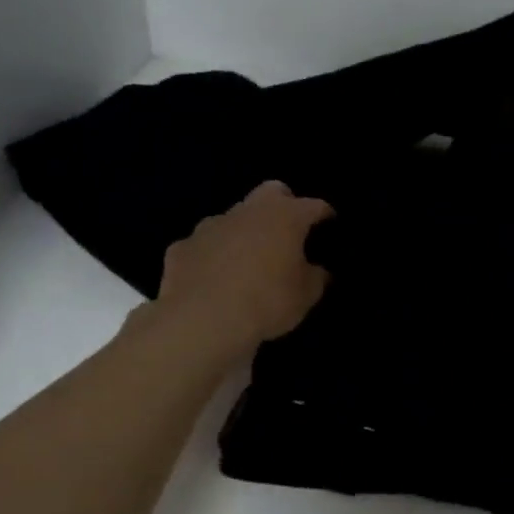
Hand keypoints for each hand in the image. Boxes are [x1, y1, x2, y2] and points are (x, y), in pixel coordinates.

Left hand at [138, 180, 332, 361]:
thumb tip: (317, 270)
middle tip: (289, 232)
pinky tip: (215, 278)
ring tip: (249, 260)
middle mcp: (248, 211)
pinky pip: (204, 245)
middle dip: (283, 204)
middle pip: (271, 192)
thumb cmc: (267, 301)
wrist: (202, 321)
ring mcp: (210, 226)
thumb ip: (316, 277)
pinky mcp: (182, 247)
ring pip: (234, 217)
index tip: (331, 224)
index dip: (325, 214)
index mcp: (285, 217)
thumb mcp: (306, 296)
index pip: (314, 206)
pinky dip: (213, 255)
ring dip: (245, 231)